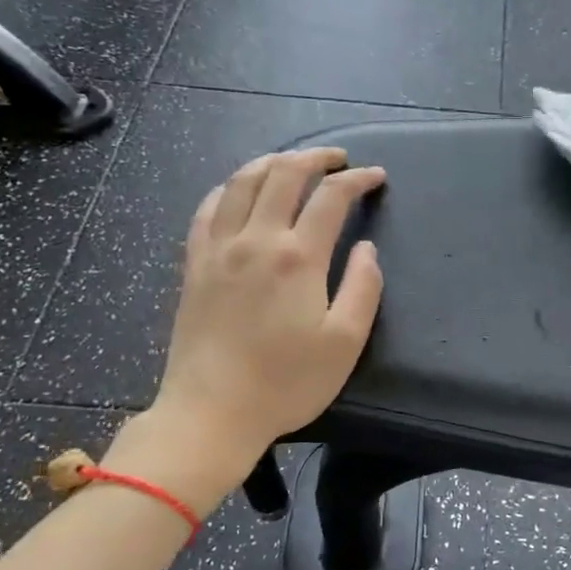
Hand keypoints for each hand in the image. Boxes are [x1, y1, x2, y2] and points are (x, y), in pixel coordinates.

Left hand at [150, 147, 385, 476]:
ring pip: (242, 181)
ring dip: (272, 162)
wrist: (212, 412)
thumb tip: (365, 248)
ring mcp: (218, 248)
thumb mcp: (345, 343)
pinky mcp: (194, 264)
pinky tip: (239, 190)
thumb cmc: (286, 383)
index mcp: (297, 257)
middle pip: (283, 173)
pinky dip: (229, 188)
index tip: (376, 177)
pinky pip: (208, 208)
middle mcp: (256, 239)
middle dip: (316, 157)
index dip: (358, 179)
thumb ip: (362, 288)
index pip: (331, 197)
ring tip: (292, 163)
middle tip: (338, 159)